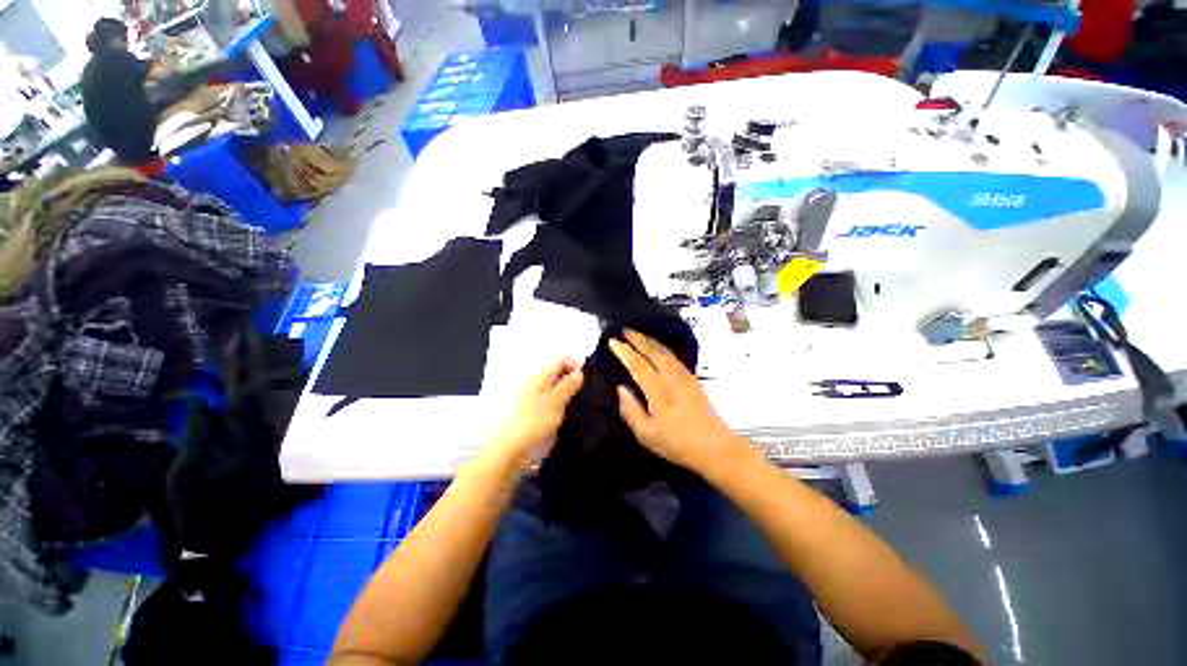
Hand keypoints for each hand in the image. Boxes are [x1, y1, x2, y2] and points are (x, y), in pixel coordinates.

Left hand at [485, 358, 583, 471]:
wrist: (513, 449)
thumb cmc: (534, 422)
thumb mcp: (555, 401)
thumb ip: (568, 385)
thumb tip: (579, 372)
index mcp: (540, 376)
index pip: (560, 359)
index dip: (575, 364)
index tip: (587, 378)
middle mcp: (539, 382)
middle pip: (560, 371)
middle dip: (574, 377)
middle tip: (587, 390)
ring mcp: (539, 397)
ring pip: (559, 386)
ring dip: (571, 390)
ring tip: (583, 400)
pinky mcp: (540, 410)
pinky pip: (556, 399)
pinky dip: (566, 401)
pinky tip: (575, 409)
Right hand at [610, 330, 752, 476]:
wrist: (714, 447)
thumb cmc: (677, 444)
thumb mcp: (647, 435)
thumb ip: (631, 410)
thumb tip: (621, 388)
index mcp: (659, 392)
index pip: (638, 365)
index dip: (624, 352)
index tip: (613, 341)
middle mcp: (672, 378)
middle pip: (653, 352)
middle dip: (638, 339)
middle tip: (624, 330)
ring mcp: (684, 376)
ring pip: (665, 351)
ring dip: (650, 340)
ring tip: (638, 334)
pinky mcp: (692, 379)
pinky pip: (673, 356)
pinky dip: (662, 348)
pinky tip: (657, 347)